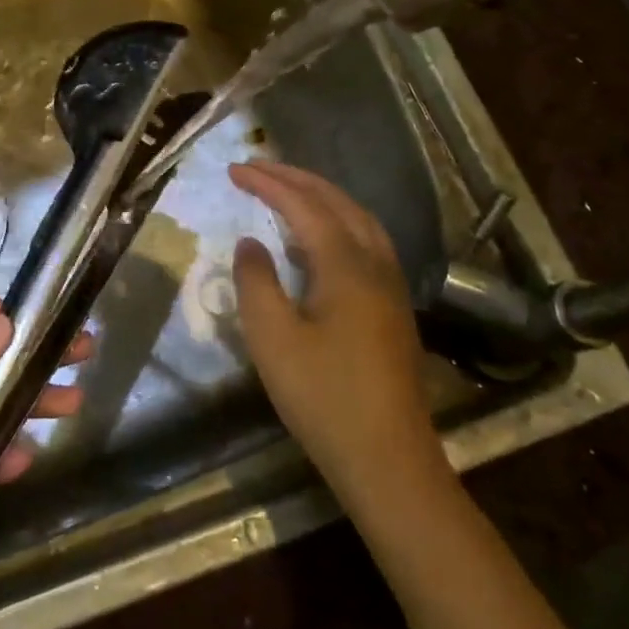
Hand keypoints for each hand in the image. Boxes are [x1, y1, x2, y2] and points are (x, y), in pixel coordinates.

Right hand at [228, 160, 449, 506]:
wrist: (388, 460)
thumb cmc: (324, 397)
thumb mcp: (273, 339)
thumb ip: (256, 281)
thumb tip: (251, 243)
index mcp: (346, 265)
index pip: (303, 206)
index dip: (268, 183)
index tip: (234, 169)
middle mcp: (375, 264)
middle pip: (337, 202)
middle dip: (296, 179)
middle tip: (257, 168)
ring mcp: (391, 286)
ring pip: (358, 220)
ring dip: (322, 197)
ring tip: (287, 192)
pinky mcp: (394, 308)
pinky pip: (366, 242)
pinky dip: (338, 222)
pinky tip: (320, 242)